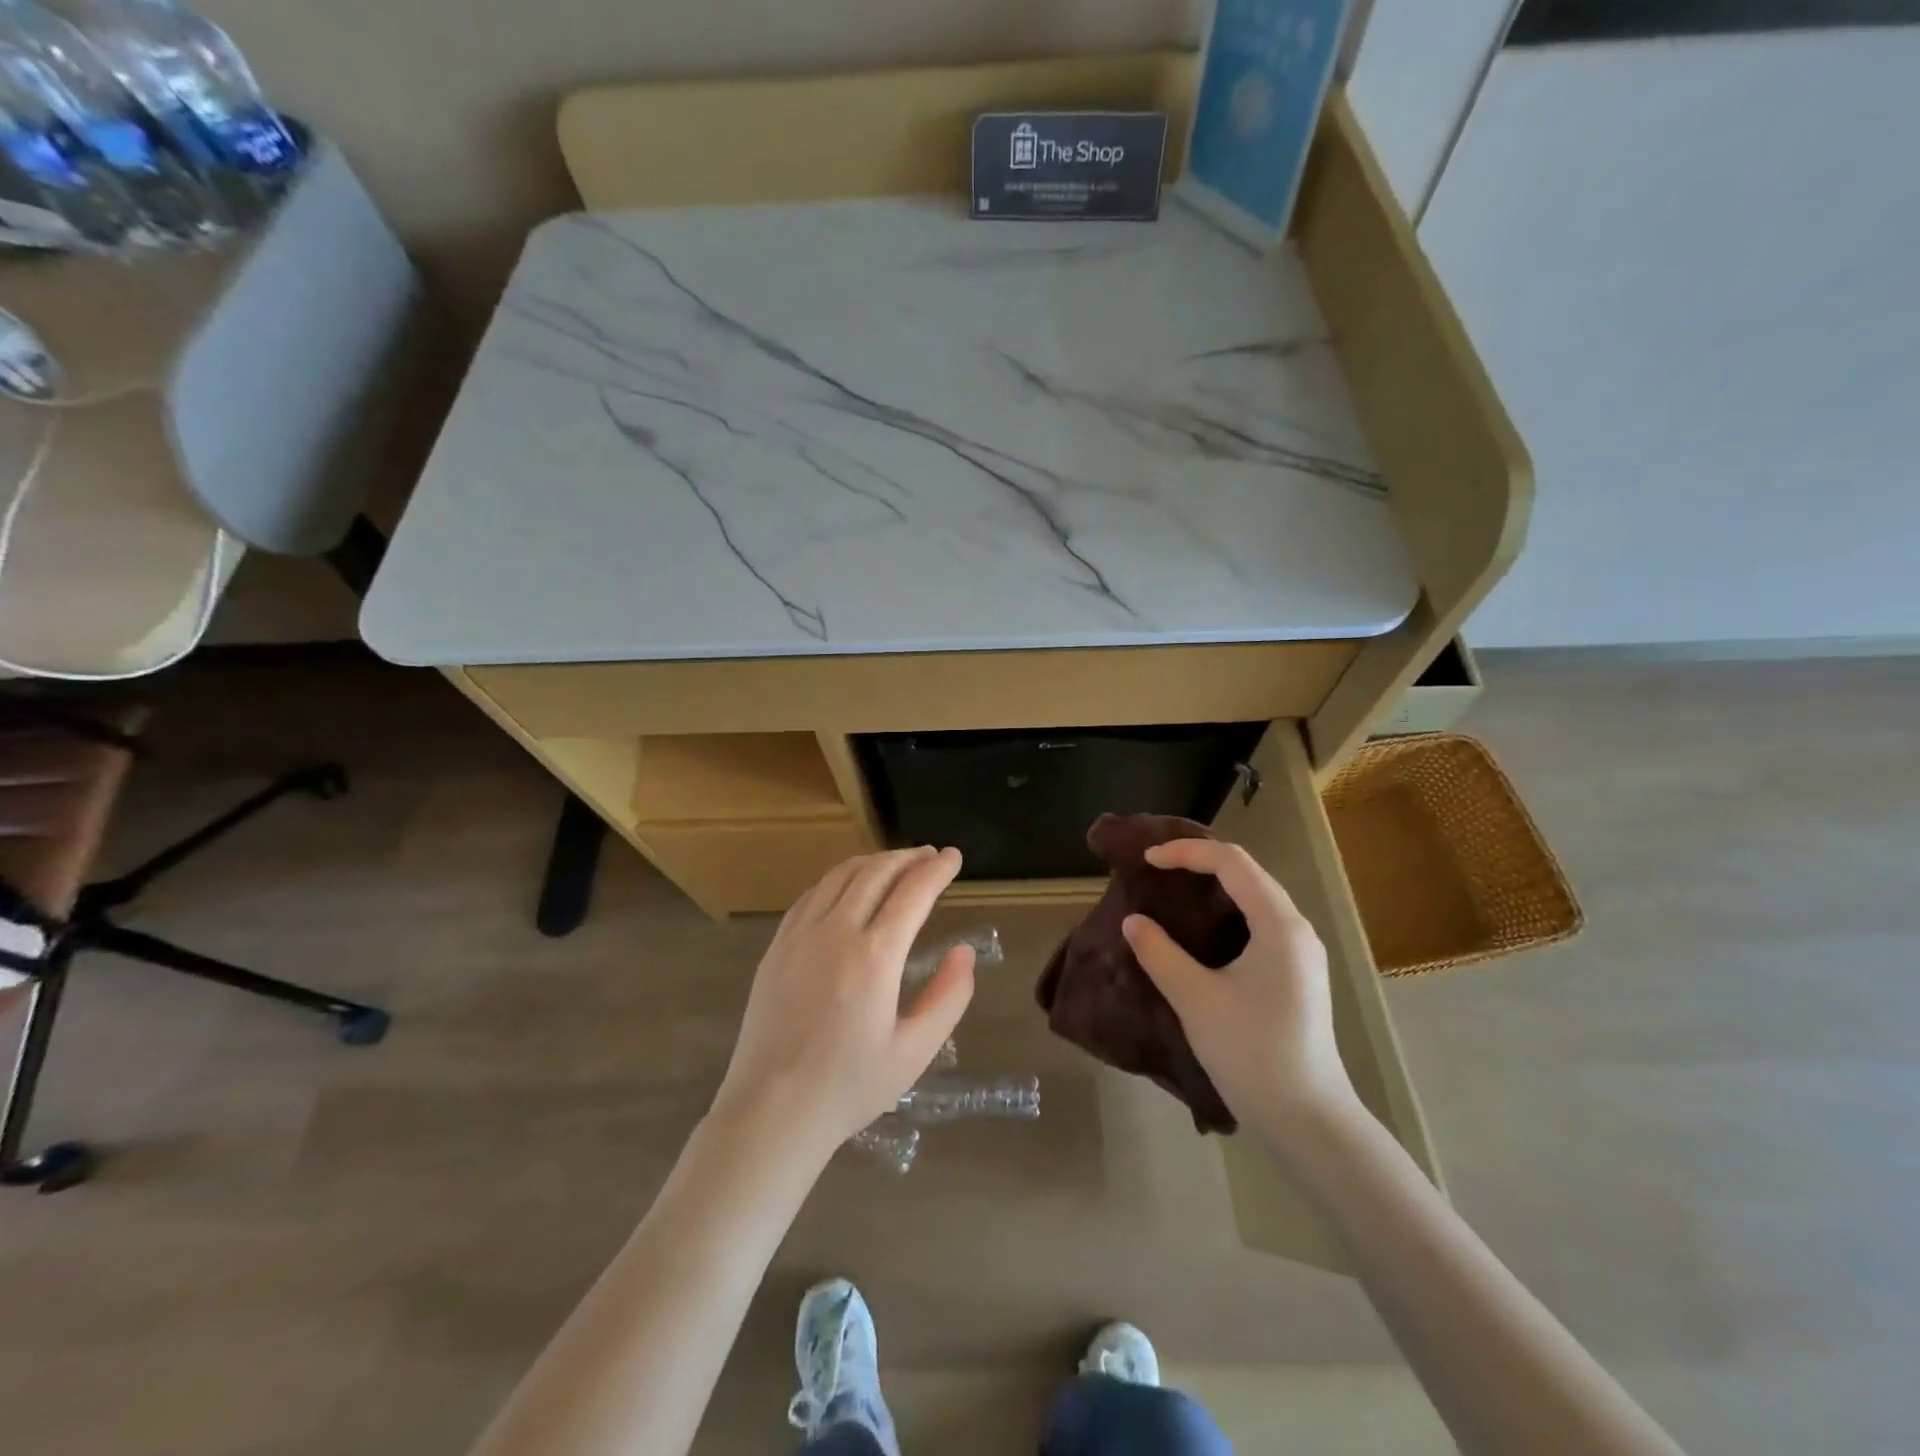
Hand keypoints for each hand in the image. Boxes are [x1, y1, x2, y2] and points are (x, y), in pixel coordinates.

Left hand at [711, 847, 975, 1155]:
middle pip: (876, 873)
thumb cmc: (849, 1087)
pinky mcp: (777, 947)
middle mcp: (836, 932)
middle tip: (929, 855)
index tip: (953, 856)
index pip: (913, 892)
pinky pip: (811, 895)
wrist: (771, 1112)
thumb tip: (964, 953)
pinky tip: (848, 886)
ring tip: (895, 863)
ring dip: (873, 862)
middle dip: (908, 857)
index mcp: (875, 957)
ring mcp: (800, 936)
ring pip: (840, 876)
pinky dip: (838, 879)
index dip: (937, 869)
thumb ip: (948, 997)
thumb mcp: (914, 1051)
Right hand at [1121, 838, 1356, 1136]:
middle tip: (1156, 868)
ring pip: (1256, 895)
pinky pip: (1261, 919)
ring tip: (1173, 890)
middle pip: (1247, 871)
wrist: (1307, 1117)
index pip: (1231, 862)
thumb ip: (1160, 954)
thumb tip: (1133, 922)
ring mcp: (1302, 950)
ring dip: (1215, 884)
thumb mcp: (1195, 999)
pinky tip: (1202, 928)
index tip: (1147, 860)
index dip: (1186, 852)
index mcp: (1279, 925)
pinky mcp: (1298, 970)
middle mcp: (1297, 928)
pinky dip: (1228, 909)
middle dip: (1200, 861)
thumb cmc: (1252, 1053)